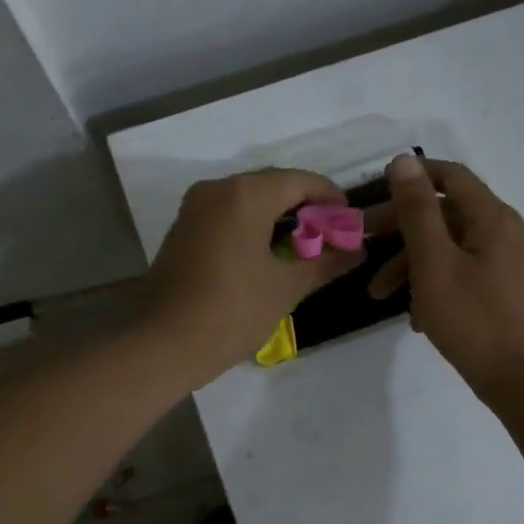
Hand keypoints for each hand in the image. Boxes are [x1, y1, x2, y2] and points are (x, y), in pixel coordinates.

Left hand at [143, 167, 364, 387]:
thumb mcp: (286, 287)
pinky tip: (268, 251)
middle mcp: (217, 189)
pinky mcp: (183, 228)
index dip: (330, 196)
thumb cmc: (233, 310)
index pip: (300, 181)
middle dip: (305, 205)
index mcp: (246, 194)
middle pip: (272, 184)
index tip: (350, 219)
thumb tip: (357, 250)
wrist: (166, 342)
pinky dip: (252, 224)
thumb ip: (325, 262)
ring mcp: (195, 207)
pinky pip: (227, 213)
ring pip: (247, 198)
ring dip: (278, 215)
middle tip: (331, 234)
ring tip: (304, 245)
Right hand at [368, 155, 523, 405]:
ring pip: (452, 249)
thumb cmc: (474, 320)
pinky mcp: (507, 292)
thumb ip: (417, 211)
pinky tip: (417, 317)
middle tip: (363, 246)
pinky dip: (436, 285)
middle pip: (447, 215)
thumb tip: (403, 160)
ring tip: (380, 296)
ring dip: (413, 265)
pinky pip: (464, 274)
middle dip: (401, 231)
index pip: (451, 177)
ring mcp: (510, 264)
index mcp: (493, 218)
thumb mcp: (434, 264)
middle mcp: (506, 233)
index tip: (374, 191)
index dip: (412, 177)